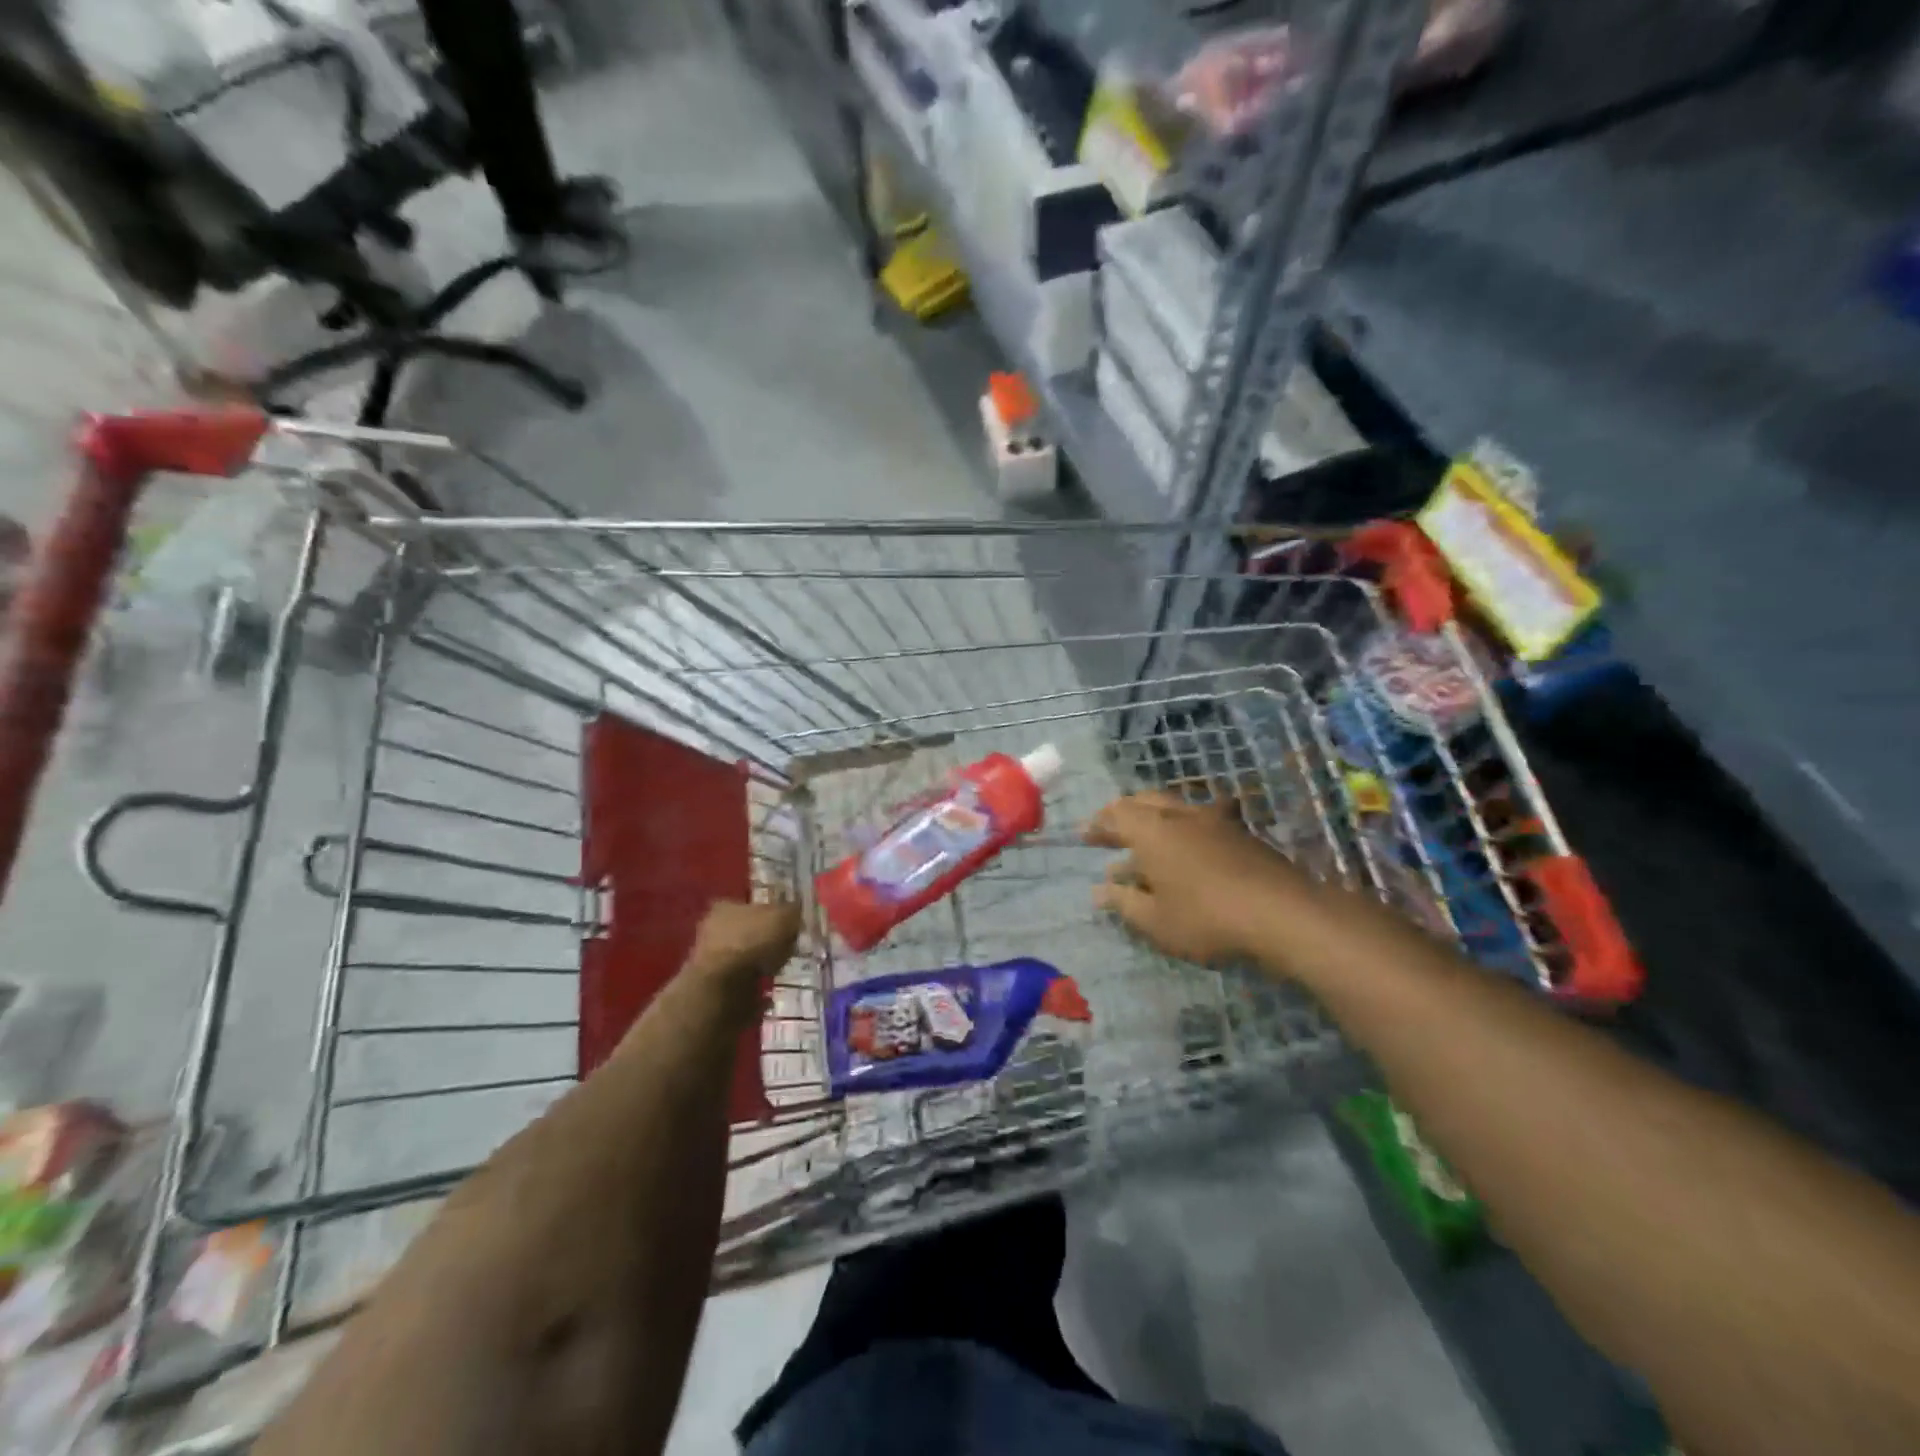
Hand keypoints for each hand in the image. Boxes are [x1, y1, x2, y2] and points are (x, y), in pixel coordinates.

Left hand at [687, 900, 800, 983]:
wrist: (722, 987)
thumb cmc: (752, 942)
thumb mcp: (783, 917)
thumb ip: (792, 912)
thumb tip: (797, 911)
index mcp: (725, 906)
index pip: (750, 905)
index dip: (770, 913)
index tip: (787, 925)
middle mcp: (712, 928)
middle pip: (745, 930)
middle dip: (763, 939)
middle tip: (785, 947)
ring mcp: (710, 959)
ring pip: (741, 956)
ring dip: (758, 963)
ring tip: (779, 969)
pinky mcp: (712, 986)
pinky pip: (739, 982)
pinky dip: (753, 985)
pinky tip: (768, 991)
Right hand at [1084, 791, 1301, 967]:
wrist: (1282, 914)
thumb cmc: (1206, 919)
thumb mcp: (1155, 921)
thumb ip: (1124, 902)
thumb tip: (1100, 890)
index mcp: (1151, 831)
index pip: (1115, 816)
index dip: (1098, 825)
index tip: (1085, 836)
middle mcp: (1179, 815)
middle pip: (1144, 801)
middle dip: (1124, 813)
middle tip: (1112, 830)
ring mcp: (1214, 820)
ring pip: (1175, 806)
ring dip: (1156, 818)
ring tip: (1149, 835)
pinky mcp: (1241, 832)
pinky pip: (1204, 818)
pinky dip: (1188, 826)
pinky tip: (1196, 841)